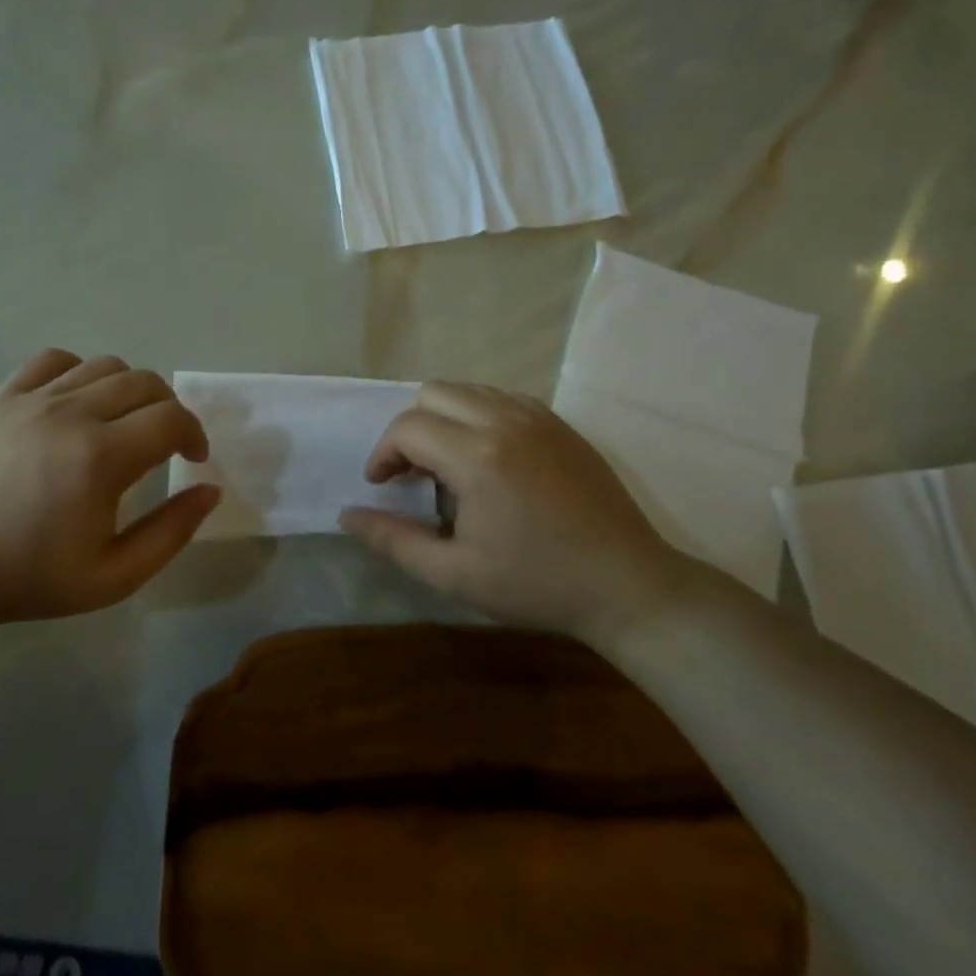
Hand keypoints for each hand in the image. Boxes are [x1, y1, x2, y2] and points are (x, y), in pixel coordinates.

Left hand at [0, 350, 219, 623]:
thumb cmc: (32, 579)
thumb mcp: (115, 576)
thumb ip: (172, 532)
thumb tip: (209, 490)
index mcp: (101, 459)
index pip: (172, 419)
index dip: (194, 434)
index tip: (191, 458)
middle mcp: (71, 415)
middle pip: (145, 383)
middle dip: (169, 410)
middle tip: (163, 444)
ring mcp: (32, 400)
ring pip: (105, 366)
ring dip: (130, 390)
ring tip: (122, 424)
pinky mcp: (2, 398)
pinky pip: (54, 360)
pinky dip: (80, 372)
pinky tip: (77, 403)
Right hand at [340, 383, 688, 644]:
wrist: (627, 586)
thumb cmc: (536, 585)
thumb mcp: (454, 574)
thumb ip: (394, 540)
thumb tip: (347, 516)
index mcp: (477, 456)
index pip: (408, 427)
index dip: (383, 454)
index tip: (382, 486)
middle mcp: (506, 422)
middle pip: (434, 393)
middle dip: (410, 429)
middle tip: (411, 474)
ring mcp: (539, 417)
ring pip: (469, 390)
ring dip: (444, 418)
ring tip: (448, 464)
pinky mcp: (561, 424)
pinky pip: (503, 398)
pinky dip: (479, 415)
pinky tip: (487, 457)